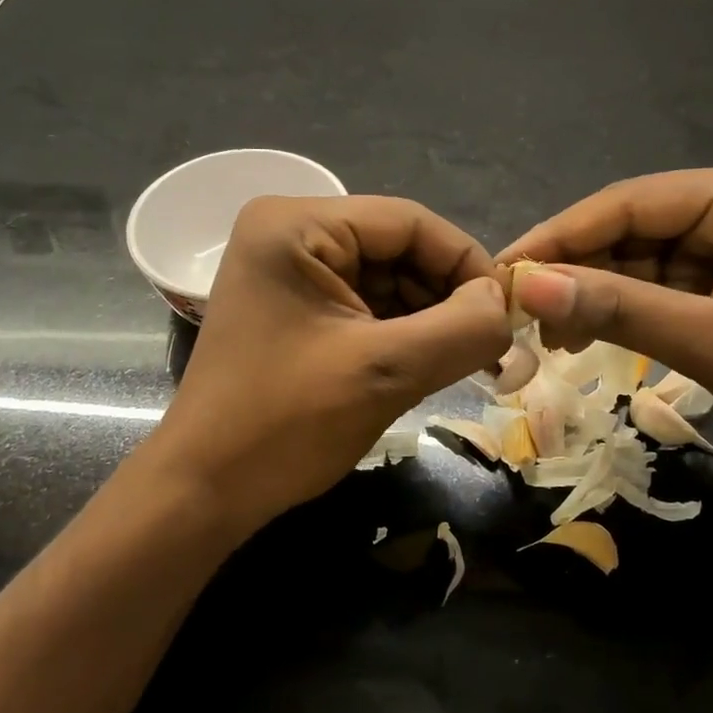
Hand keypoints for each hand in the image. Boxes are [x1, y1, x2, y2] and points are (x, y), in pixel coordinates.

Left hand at [149, 194, 511, 533]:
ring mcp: (290, 271)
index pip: (409, 222)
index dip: (467, 263)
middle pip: (398, 248)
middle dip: (448, 296)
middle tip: (494, 346)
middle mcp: (290, 232)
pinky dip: (403, 332)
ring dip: (430, 318)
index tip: (508, 314)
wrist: (204, 490)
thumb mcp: (383, 372)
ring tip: (468, 361)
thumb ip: (460, 329)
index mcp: (297, 224)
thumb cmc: (284, 424)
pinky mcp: (295, 307)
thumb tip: (505, 305)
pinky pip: (366, 305)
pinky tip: (429, 363)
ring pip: (388, 279)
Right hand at [498, 161, 712, 497]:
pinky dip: (624, 311)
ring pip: (642, 259)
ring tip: (544, 334)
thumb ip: (620, 309)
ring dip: (594, 294)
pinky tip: (585, 336)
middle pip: (633, 228)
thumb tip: (526, 286)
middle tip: (514, 310)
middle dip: (575, 269)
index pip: (631, 203)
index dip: (560, 236)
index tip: (501, 270)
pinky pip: (663, 286)